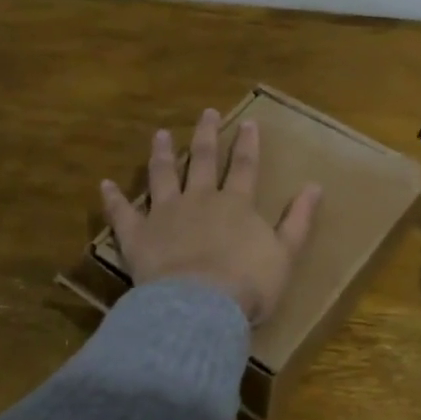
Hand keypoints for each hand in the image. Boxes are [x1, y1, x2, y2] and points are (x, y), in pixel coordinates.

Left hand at [101, 108, 322, 324]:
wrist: (200, 307)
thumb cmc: (248, 285)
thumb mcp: (285, 254)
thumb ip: (298, 220)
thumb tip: (315, 186)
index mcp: (235, 204)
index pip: (244, 166)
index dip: (247, 144)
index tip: (248, 122)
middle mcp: (199, 200)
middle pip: (202, 161)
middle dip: (206, 135)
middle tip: (206, 113)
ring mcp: (165, 215)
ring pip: (162, 176)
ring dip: (161, 154)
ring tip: (160, 134)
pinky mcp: (138, 236)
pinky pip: (122, 213)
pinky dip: (113, 199)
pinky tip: (105, 184)